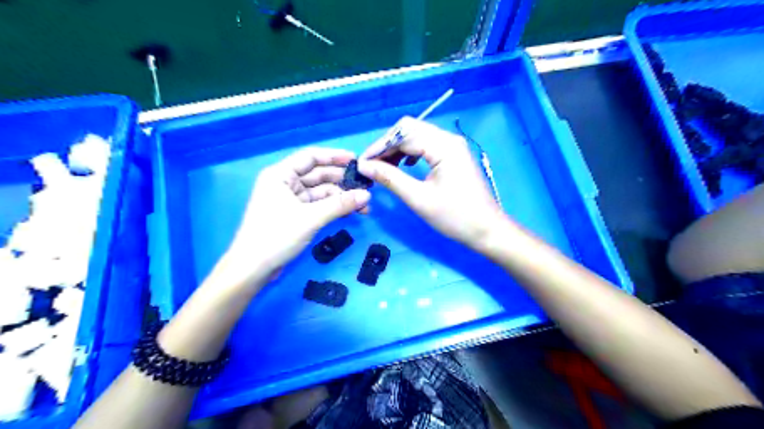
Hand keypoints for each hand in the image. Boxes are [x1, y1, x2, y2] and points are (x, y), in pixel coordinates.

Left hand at [224, 148, 370, 279]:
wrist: (252, 269)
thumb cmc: (276, 235)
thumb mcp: (311, 218)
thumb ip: (340, 204)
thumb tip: (367, 196)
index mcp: (281, 174)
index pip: (311, 157)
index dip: (334, 156)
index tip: (356, 161)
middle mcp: (284, 183)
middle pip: (317, 175)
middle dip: (341, 180)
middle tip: (365, 186)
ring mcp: (289, 200)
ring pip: (320, 192)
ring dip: (340, 197)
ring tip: (363, 204)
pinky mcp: (294, 215)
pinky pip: (317, 206)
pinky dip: (332, 208)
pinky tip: (350, 212)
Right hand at [359, 118, 504, 251]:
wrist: (487, 230)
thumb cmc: (455, 217)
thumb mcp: (419, 198)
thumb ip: (390, 178)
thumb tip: (364, 166)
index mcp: (443, 146)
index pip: (404, 133)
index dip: (379, 146)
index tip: (362, 163)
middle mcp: (449, 139)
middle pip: (410, 129)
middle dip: (387, 145)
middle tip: (371, 165)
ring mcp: (453, 146)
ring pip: (417, 137)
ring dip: (397, 149)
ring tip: (383, 167)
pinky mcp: (453, 155)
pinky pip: (426, 146)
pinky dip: (410, 153)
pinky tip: (403, 166)